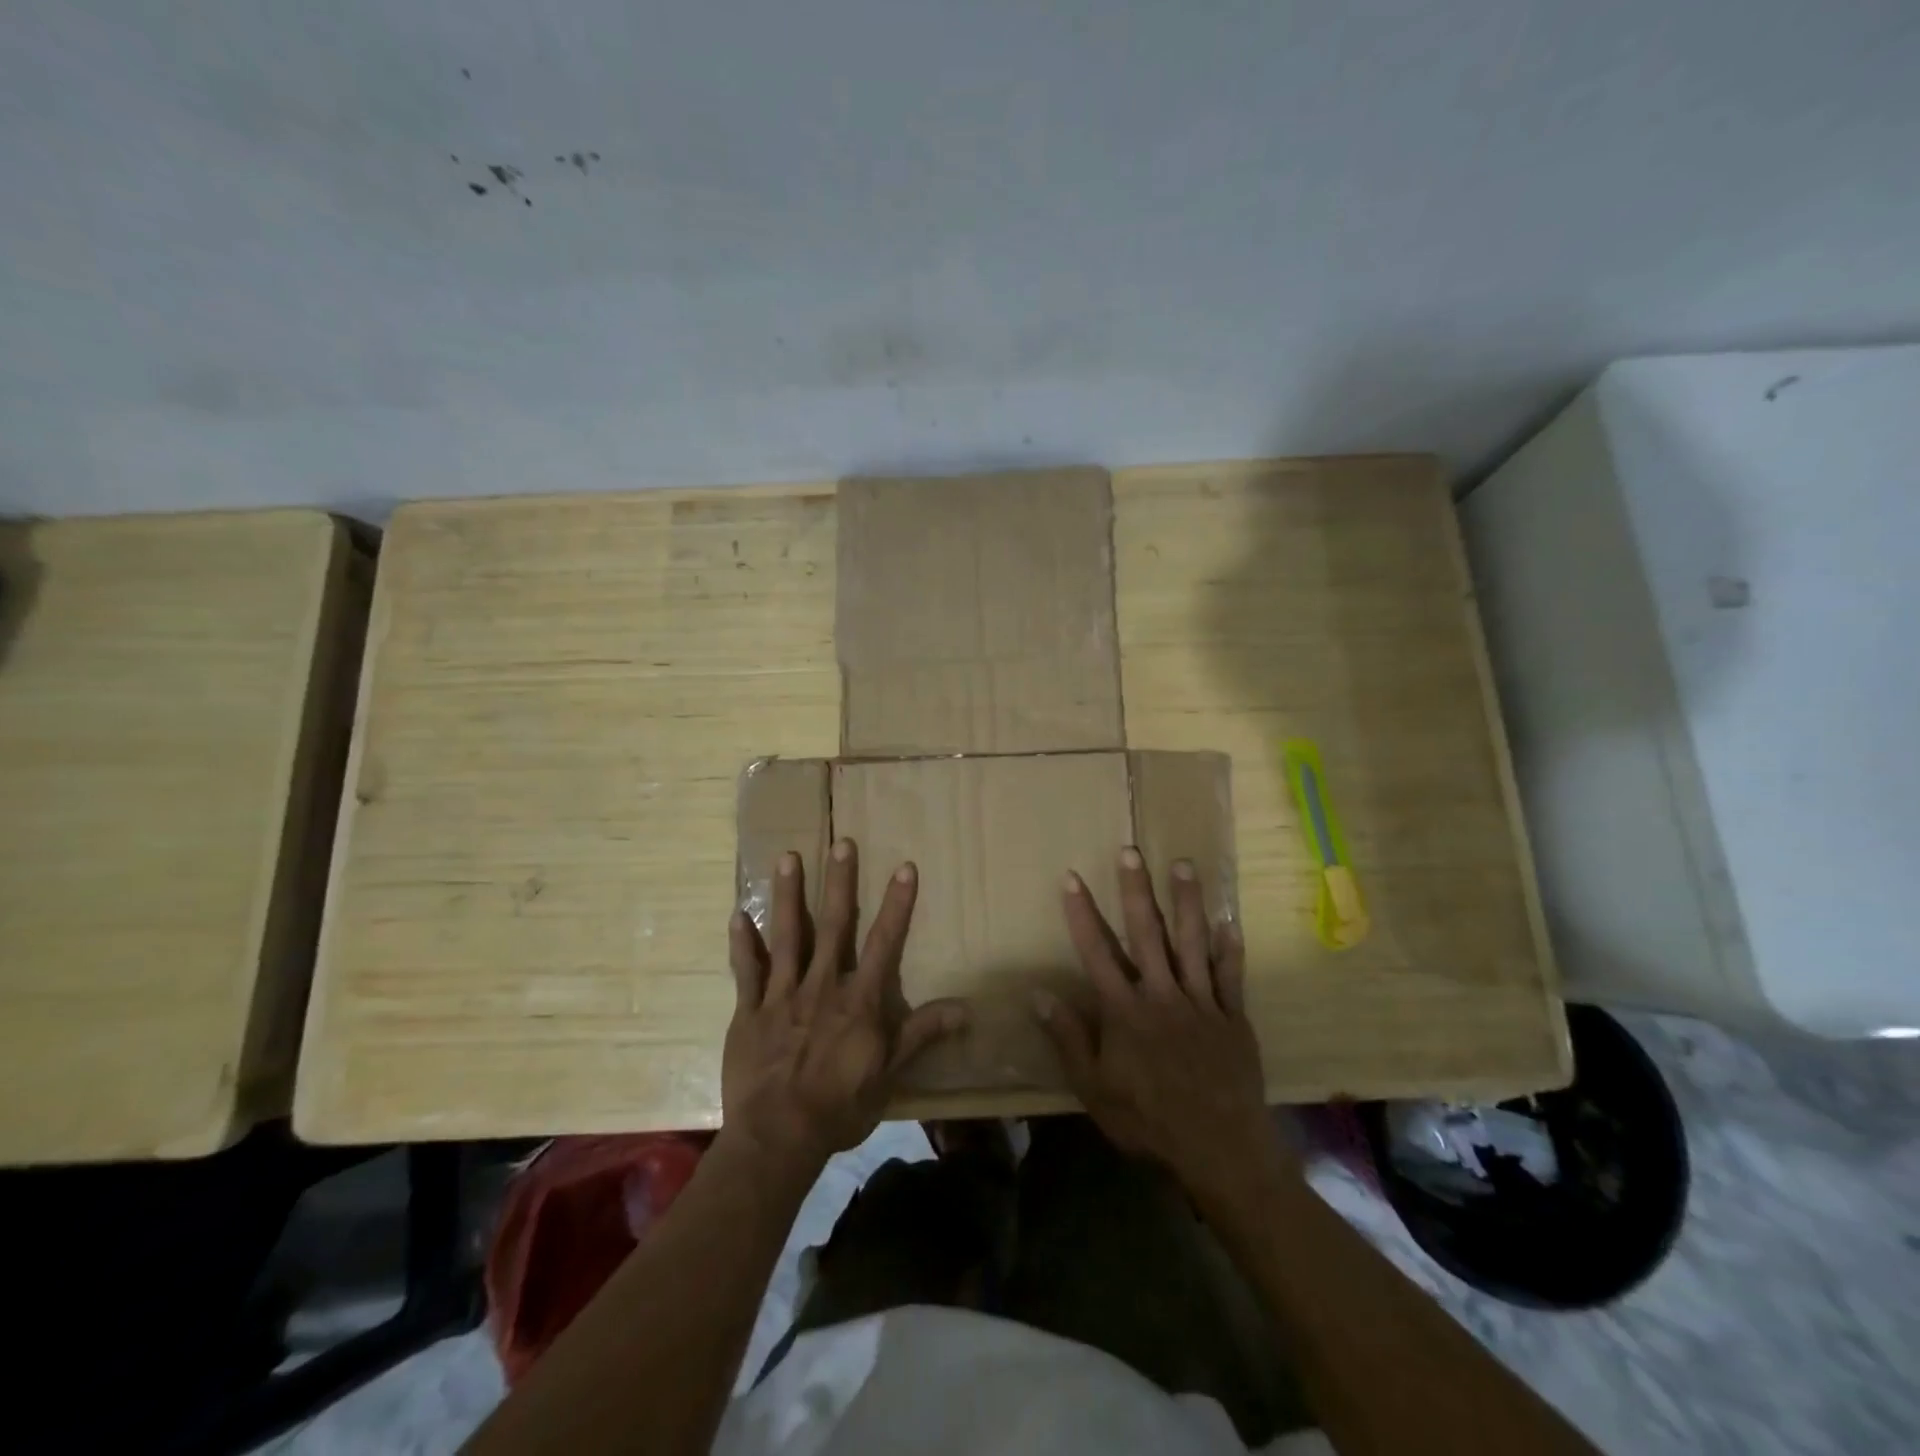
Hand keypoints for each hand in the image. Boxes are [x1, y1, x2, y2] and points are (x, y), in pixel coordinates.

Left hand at [725, 839, 966, 1174]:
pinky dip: (741, 944)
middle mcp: (822, 985)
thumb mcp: (890, 1074)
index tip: (904, 867)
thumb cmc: (840, 1106)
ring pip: (786, 936)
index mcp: (858, 1000)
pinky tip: (736, 914)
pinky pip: (745, 972)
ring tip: (787, 858)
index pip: (885, 942)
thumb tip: (967, 1008)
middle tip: (841, 843)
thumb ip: (922, 1034)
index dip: (897, 904)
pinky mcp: (749, 1011)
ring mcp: (781, 995)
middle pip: (833, 926)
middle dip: (839, 883)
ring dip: (787, 896)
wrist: (778, 1138)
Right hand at [1033, 849, 1294, 1206]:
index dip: (1081, 913)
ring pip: (1192, 943)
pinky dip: (1230, 947)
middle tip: (1131, 851)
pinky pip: (1231, 975)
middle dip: (1136, 890)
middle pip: (1146, 933)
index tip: (1072, 878)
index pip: (1096, 951)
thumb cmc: (1148, 1122)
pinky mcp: (1233, 1018)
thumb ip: (1068, 1039)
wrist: (1220, 1151)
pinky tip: (1230, 920)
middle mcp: (1161, 995)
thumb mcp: (1094, 1089)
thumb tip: (1039, 994)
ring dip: (1187, 901)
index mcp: (1124, 1011)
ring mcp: (1201, 1003)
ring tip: (1184, 865)